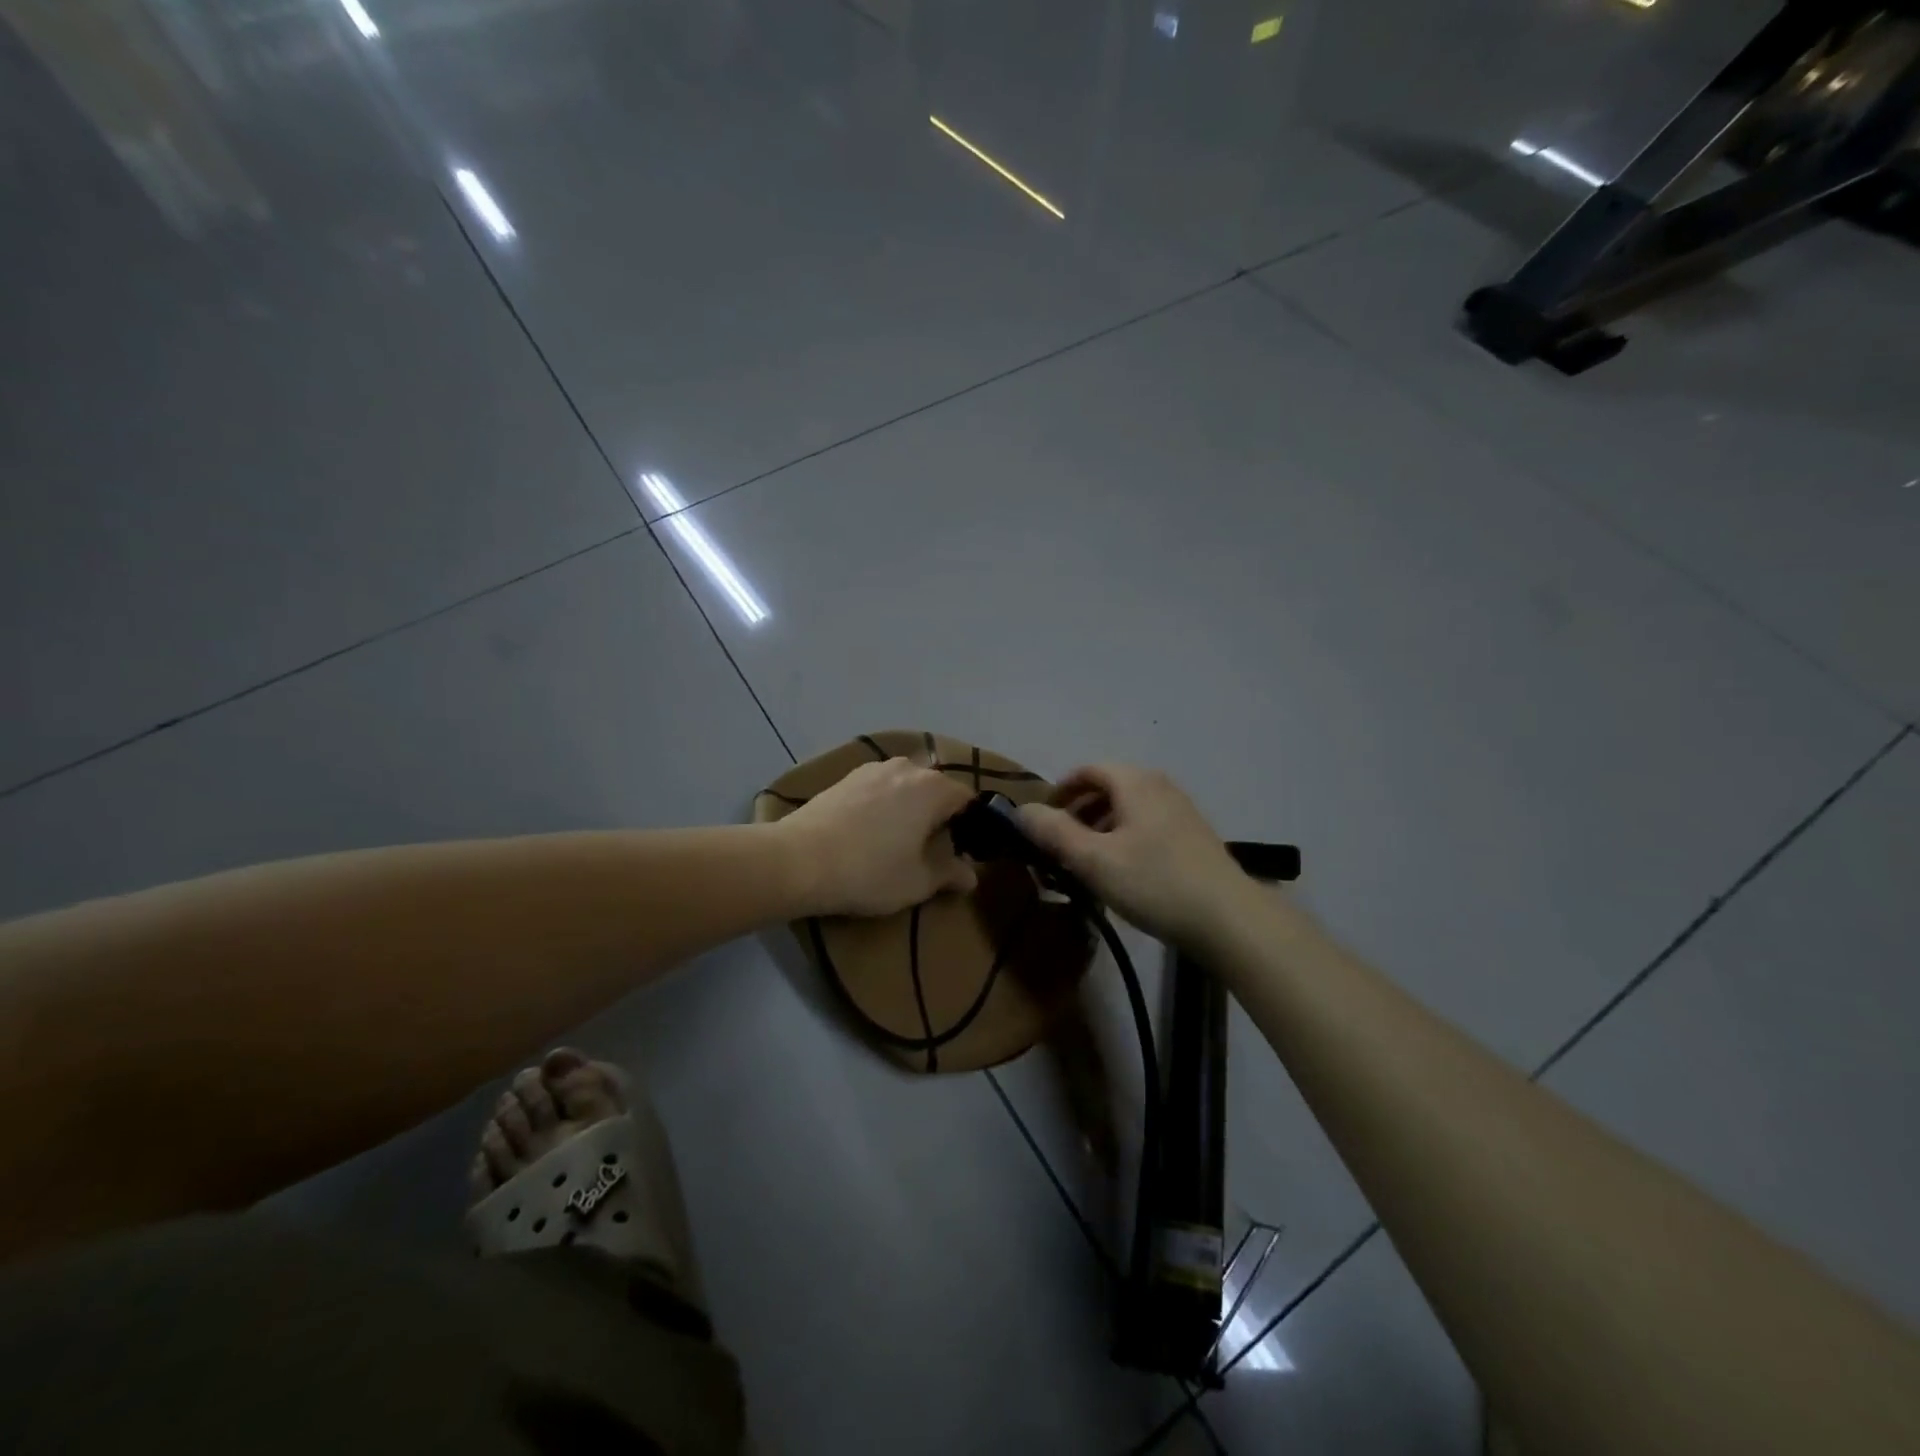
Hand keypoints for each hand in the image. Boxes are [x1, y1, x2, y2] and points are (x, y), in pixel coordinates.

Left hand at [777, 758, 978, 917]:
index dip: (970, 823)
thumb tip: (971, 876)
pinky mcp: (844, 777)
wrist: (798, 860)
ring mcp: (872, 768)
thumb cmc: (869, 871)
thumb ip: (949, 874)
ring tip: (897, 838)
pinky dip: (881, 804)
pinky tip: (869, 830)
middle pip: (935, 787)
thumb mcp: (917, 882)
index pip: (966, 798)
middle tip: (930, 848)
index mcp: (933, 788)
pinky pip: (877, 787)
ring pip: (904, 785)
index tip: (962, 849)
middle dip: (938, 813)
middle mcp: (907, 768)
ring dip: (908, 806)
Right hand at [1017, 765, 1250, 948]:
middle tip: (1060, 846)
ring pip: (1128, 809)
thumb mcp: (1093, 860)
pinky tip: (1123, 874)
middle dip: (1079, 812)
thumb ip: (1053, 832)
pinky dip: (1125, 838)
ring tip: (1088, 863)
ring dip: (1101, 828)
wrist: (1229, 919)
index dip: (1060, 791)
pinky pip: (1147, 825)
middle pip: (1108, 788)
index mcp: (1135, 782)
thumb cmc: (1154, 882)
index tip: (1042, 821)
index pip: (1087, 770)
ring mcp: (1181, 811)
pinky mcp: (1194, 836)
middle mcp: (1160, 786)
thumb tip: (1022, 810)